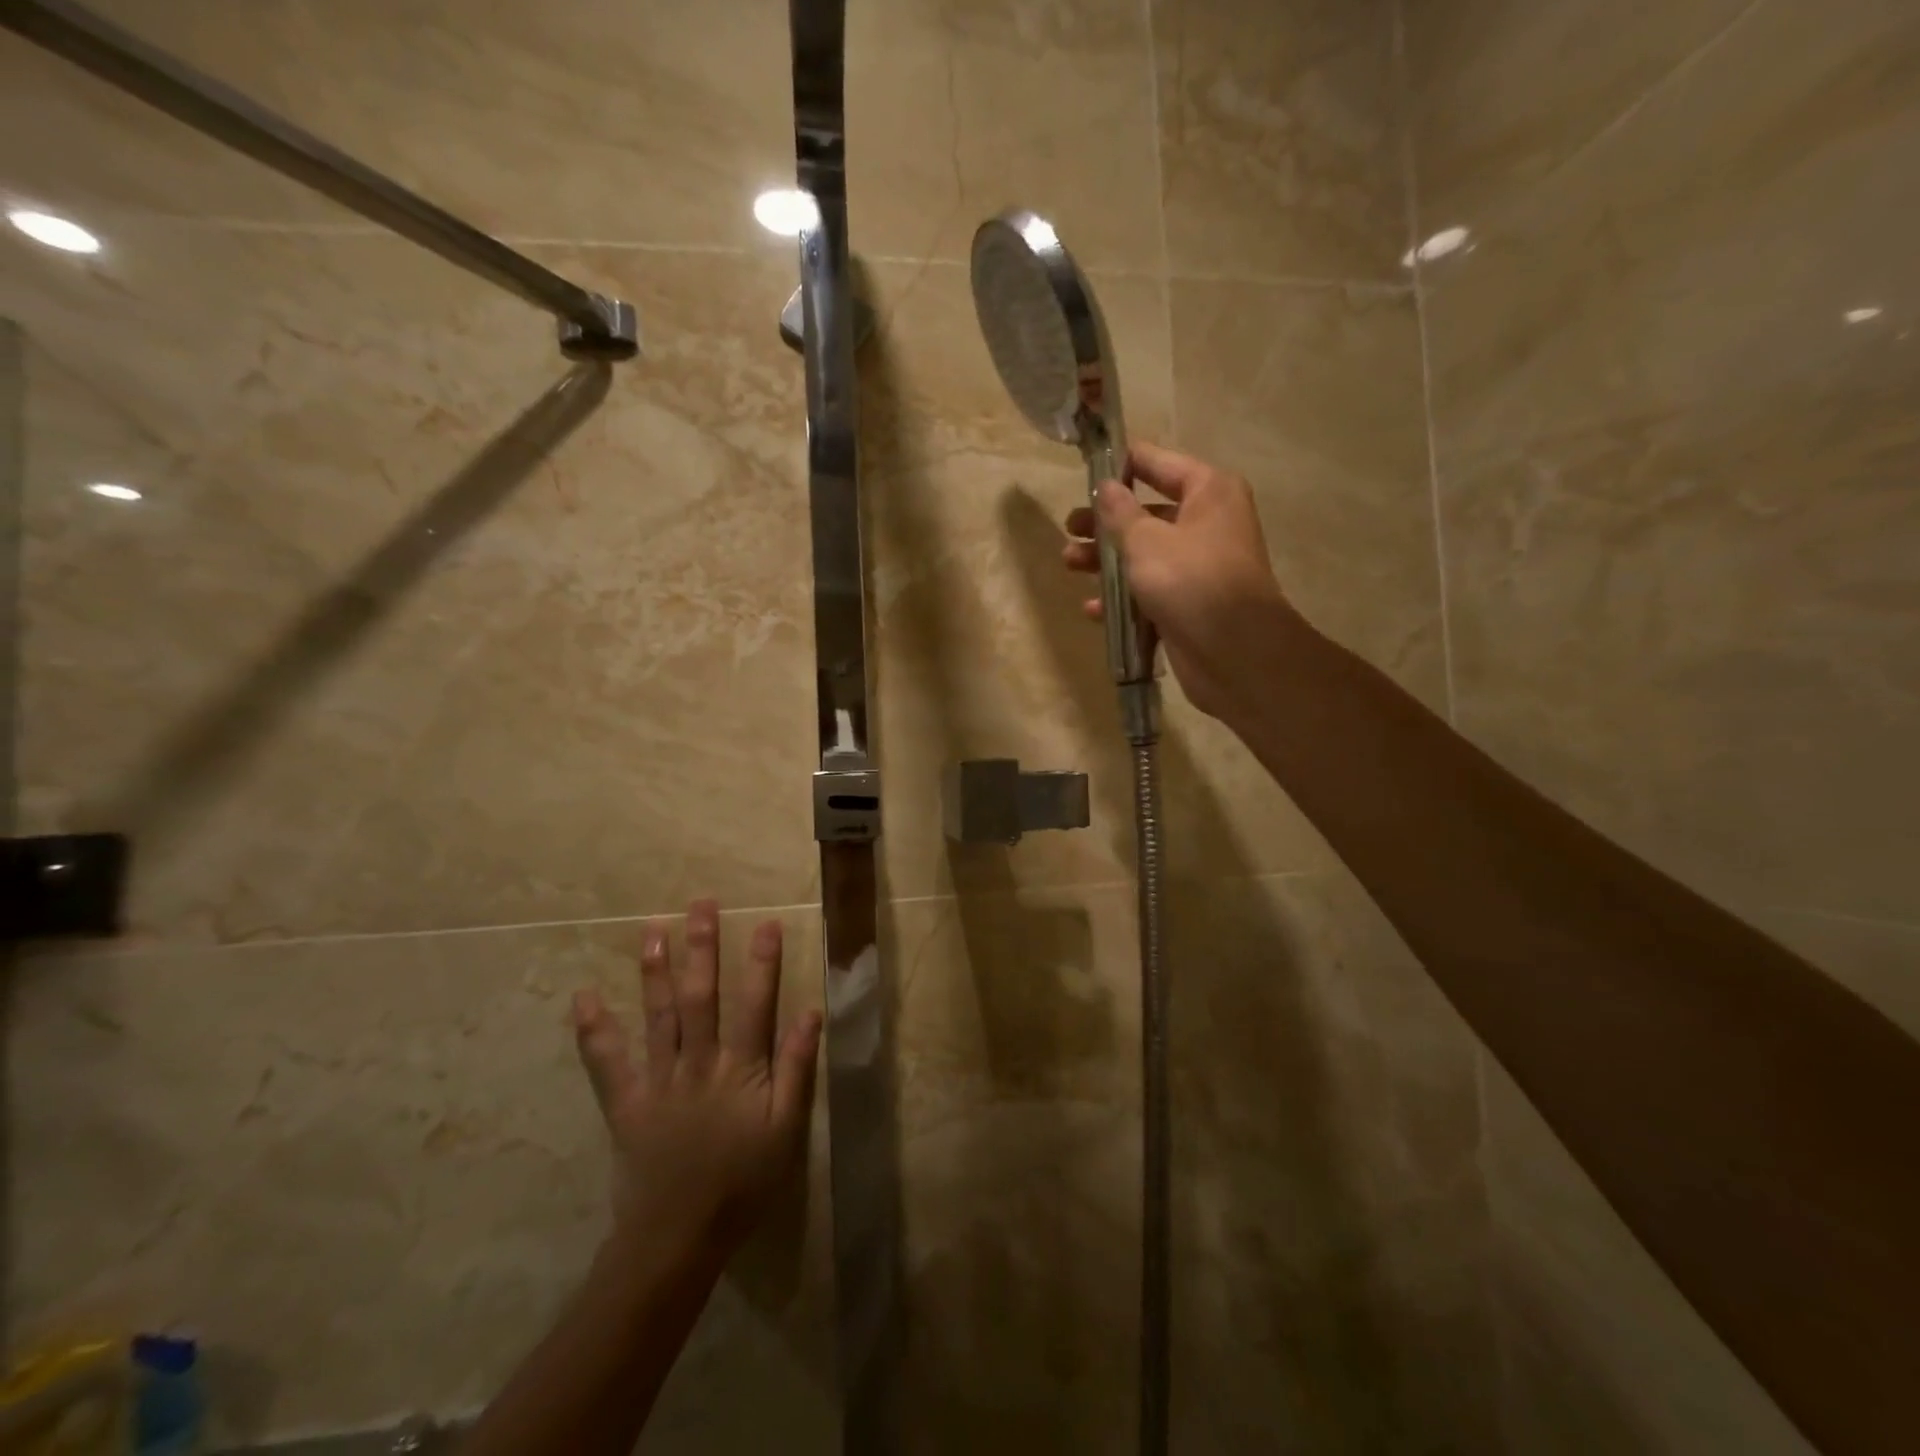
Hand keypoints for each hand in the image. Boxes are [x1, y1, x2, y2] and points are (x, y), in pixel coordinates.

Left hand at [570, 899, 821, 1258]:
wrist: (678, 1239)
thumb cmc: (742, 1183)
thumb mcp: (786, 1130)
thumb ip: (798, 1070)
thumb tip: (811, 1013)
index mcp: (740, 1069)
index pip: (755, 1004)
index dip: (762, 962)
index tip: (765, 922)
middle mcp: (697, 1064)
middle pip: (700, 997)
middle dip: (702, 948)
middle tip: (700, 904)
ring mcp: (657, 1081)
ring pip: (657, 1016)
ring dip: (654, 971)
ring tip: (652, 929)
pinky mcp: (625, 1103)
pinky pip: (606, 1062)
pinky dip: (594, 1029)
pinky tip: (584, 997)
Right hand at [1064, 441, 1292, 719]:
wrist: (1234, 651)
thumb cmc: (1190, 580)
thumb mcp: (1146, 540)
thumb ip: (1120, 512)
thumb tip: (1106, 485)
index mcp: (1208, 491)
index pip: (1157, 462)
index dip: (1121, 465)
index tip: (1086, 470)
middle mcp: (1207, 522)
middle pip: (1147, 512)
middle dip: (1106, 523)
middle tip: (1070, 529)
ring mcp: (1198, 565)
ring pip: (1144, 554)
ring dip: (1106, 560)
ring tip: (1070, 565)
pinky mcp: (1189, 602)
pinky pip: (1149, 590)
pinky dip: (1122, 597)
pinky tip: (1093, 608)